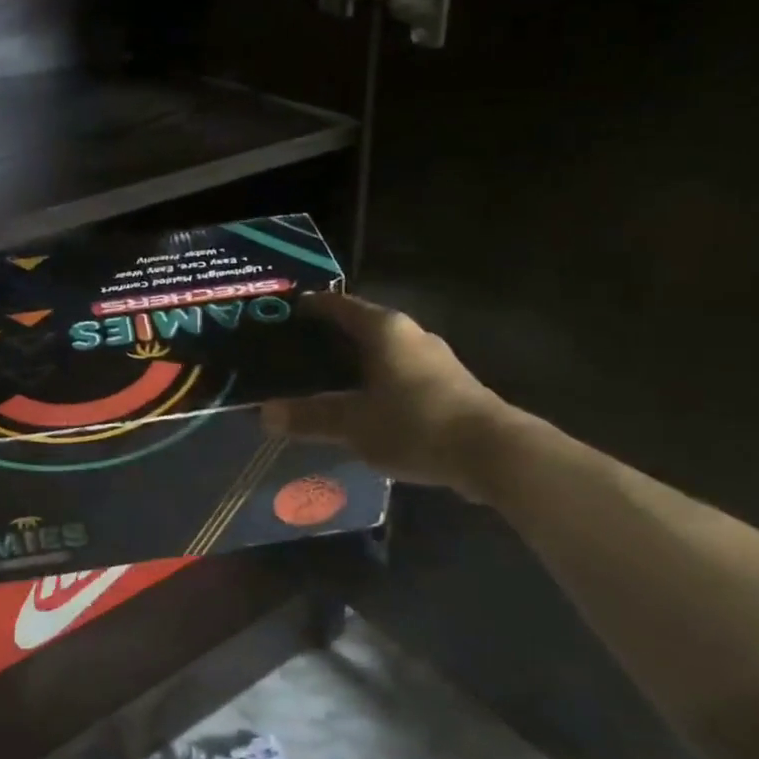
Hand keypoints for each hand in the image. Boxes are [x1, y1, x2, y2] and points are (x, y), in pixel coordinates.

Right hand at [263, 293, 505, 492]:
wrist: (492, 452)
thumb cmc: (415, 423)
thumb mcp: (354, 424)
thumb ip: (310, 417)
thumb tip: (265, 415)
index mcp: (384, 329)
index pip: (339, 305)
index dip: (313, 307)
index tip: (287, 313)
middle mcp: (410, 334)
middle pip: (363, 326)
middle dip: (332, 337)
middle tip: (298, 352)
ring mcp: (435, 359)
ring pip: (384, 351)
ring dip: (358, 362)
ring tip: (327, 379)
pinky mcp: (449, 386)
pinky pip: (401, 373)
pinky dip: (378, 381)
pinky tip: (365, 405)